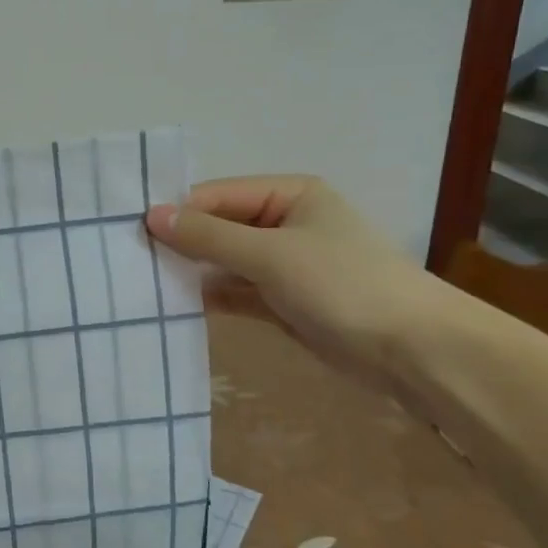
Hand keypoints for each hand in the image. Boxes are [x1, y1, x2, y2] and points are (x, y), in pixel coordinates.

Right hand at [146, 175, 458, 388]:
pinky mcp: (285, 301)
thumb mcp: (270, 255)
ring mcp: (285, 264)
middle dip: (181, 243)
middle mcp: (285, 223)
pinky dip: (210, 296)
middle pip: (219, 227)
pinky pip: (236, 291)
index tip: (133, 234)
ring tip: (142, 284)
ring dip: (192, 272)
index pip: (217, 196)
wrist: (417, 353)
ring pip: (225, 261)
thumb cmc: (343, 285)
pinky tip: (174, 305)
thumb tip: (150, 215)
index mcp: (289, 195)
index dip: (178, 213)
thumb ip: (208, 236)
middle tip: (129, 260)